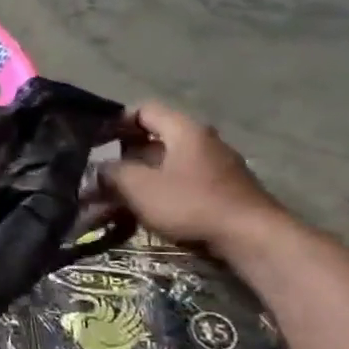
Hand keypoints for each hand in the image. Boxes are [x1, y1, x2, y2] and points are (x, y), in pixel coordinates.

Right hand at [99, 102, 287, 252]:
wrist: (252, 238)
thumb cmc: (190, 203)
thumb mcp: (139, 187)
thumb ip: (113, 172)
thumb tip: (101, 167)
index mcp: (184, 130)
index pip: (144, 110)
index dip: (117, 122)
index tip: (96, 141)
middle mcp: (203, 141)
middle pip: (154, 140)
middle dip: (123, 158)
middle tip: (100, 176)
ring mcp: (216, 167)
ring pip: (166, 166)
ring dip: (138, 180)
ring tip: (114, 202)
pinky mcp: (222, 191)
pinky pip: (181, 183)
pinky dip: (159, 193)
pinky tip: (143, 213)